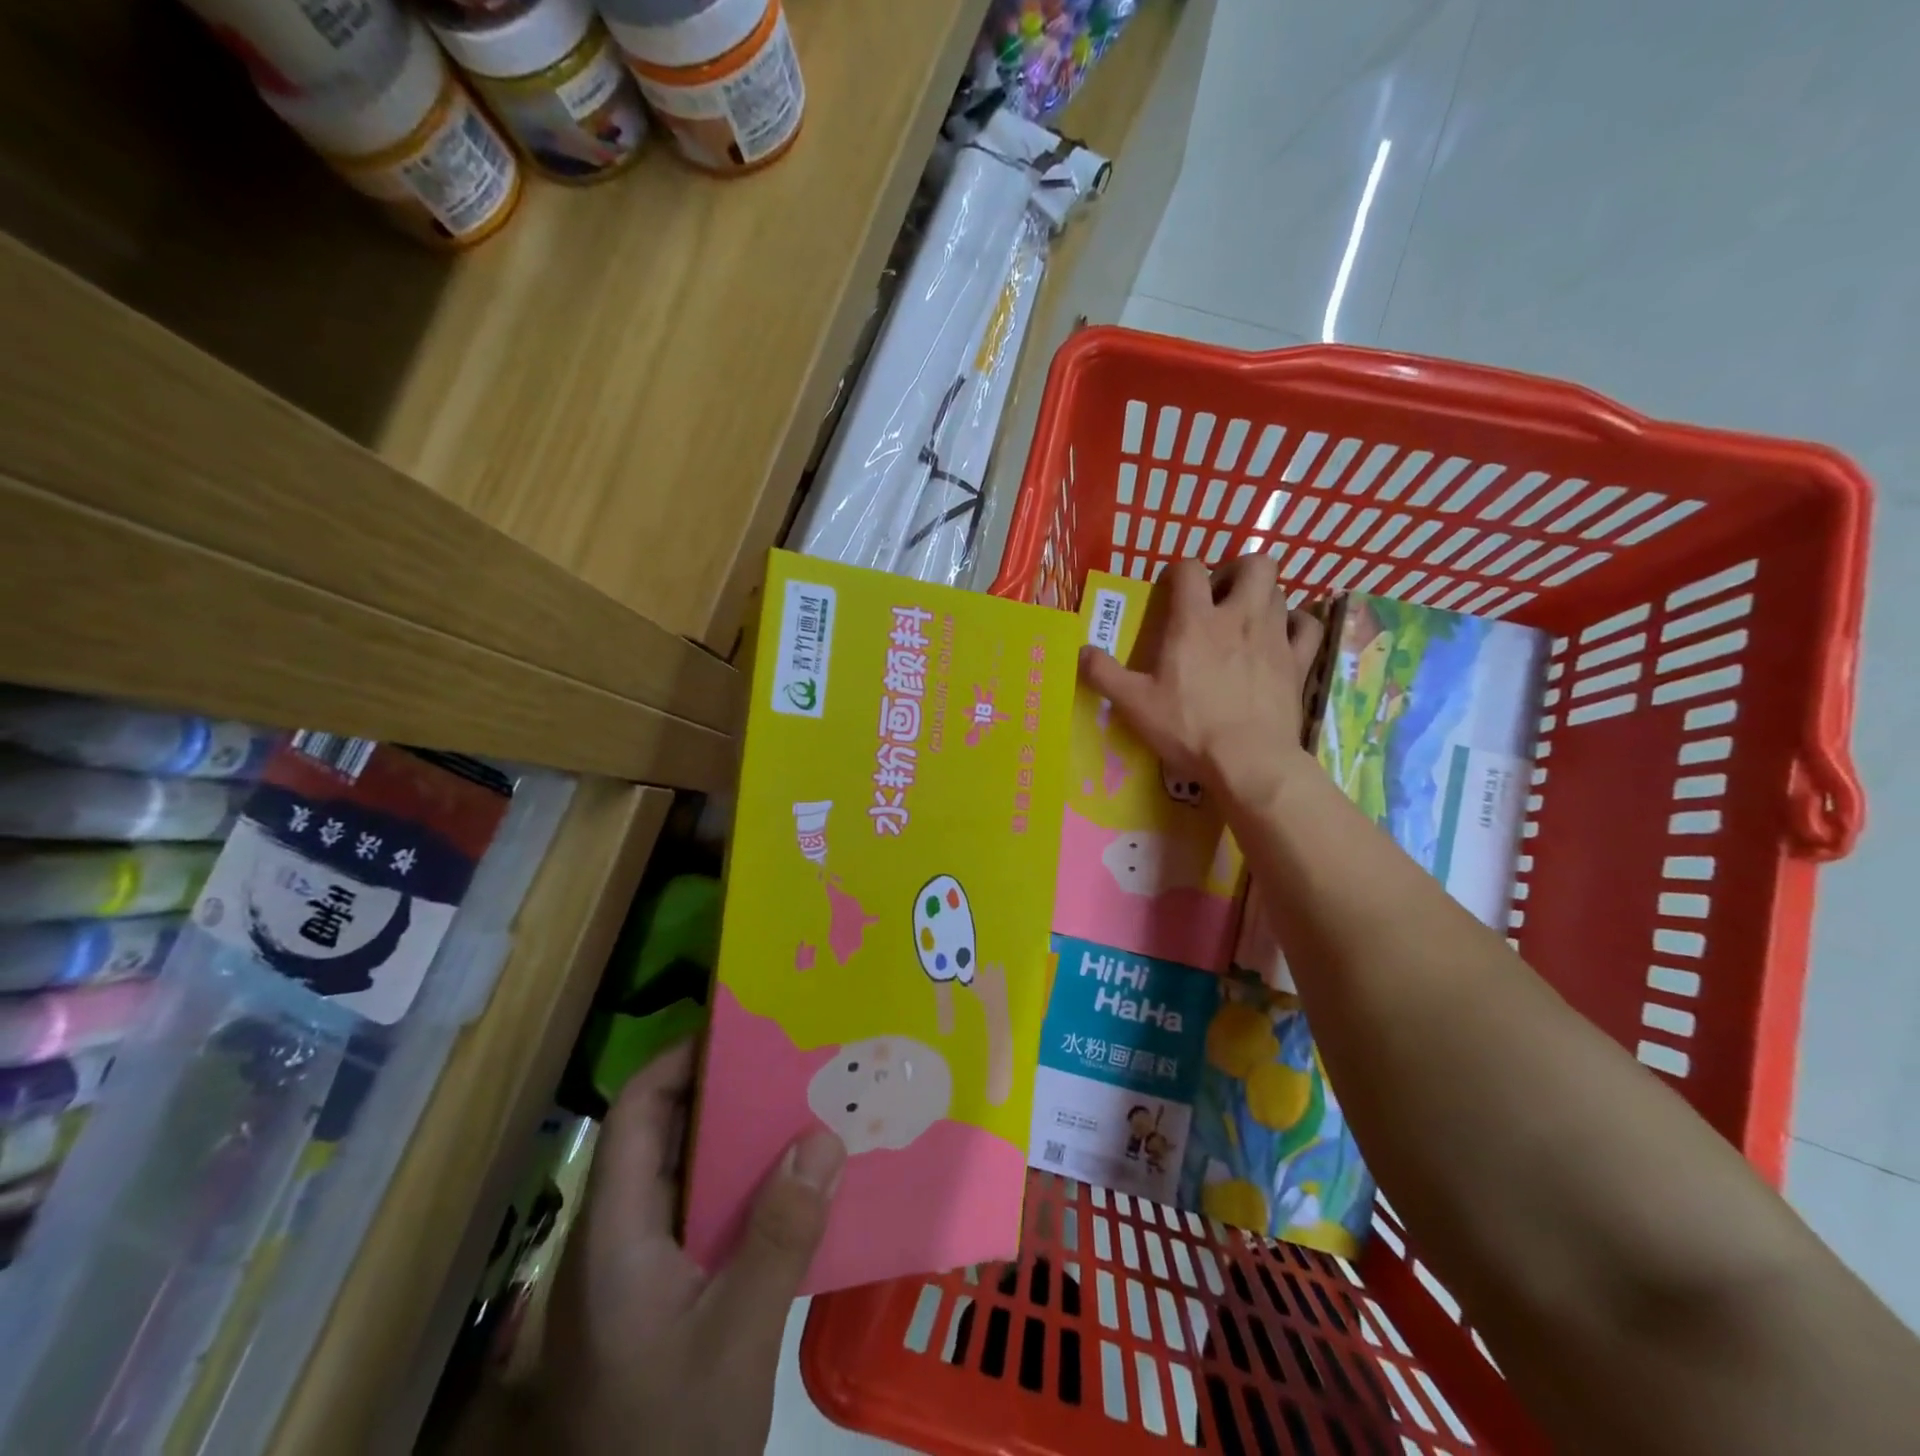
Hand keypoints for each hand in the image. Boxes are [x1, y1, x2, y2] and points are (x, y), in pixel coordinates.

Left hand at [533, 1041, 845, 1454]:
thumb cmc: (667, 1438)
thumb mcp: (734, 1340)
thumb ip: (779, 1237)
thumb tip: (825, 1136)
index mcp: (615, 1234)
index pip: (635, 1114)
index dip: (680, 1061)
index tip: (741, 1030)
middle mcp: (617, 1239)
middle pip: (662, 1138)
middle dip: (723, 1094)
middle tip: (790, 1063)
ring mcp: (635, 1273)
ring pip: (686, 1179)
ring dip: (740, 1144)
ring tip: (802, 1111)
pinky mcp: (658, 1300)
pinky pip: (701, 1219)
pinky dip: (743, 1192)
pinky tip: (792, 1191)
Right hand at [1081, 557, 1323, 811]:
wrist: (1249, 761)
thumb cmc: (1188, 728)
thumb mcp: (1134, 704)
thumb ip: (1104, 674)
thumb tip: (1080, 651)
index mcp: (1195, 621)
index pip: (1190, 569)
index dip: (1178, 571)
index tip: (1170, 590)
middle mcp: (1239, 617)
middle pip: (1254, 564)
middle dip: (1236, 570)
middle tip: (1219, 596)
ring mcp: (1275, 637)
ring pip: (1280, 592)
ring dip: (1262, 597)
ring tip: (1244, 620)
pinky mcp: (1299, 661)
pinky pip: (1308, 625)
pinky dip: (1296, 624)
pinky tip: (1282, 637)